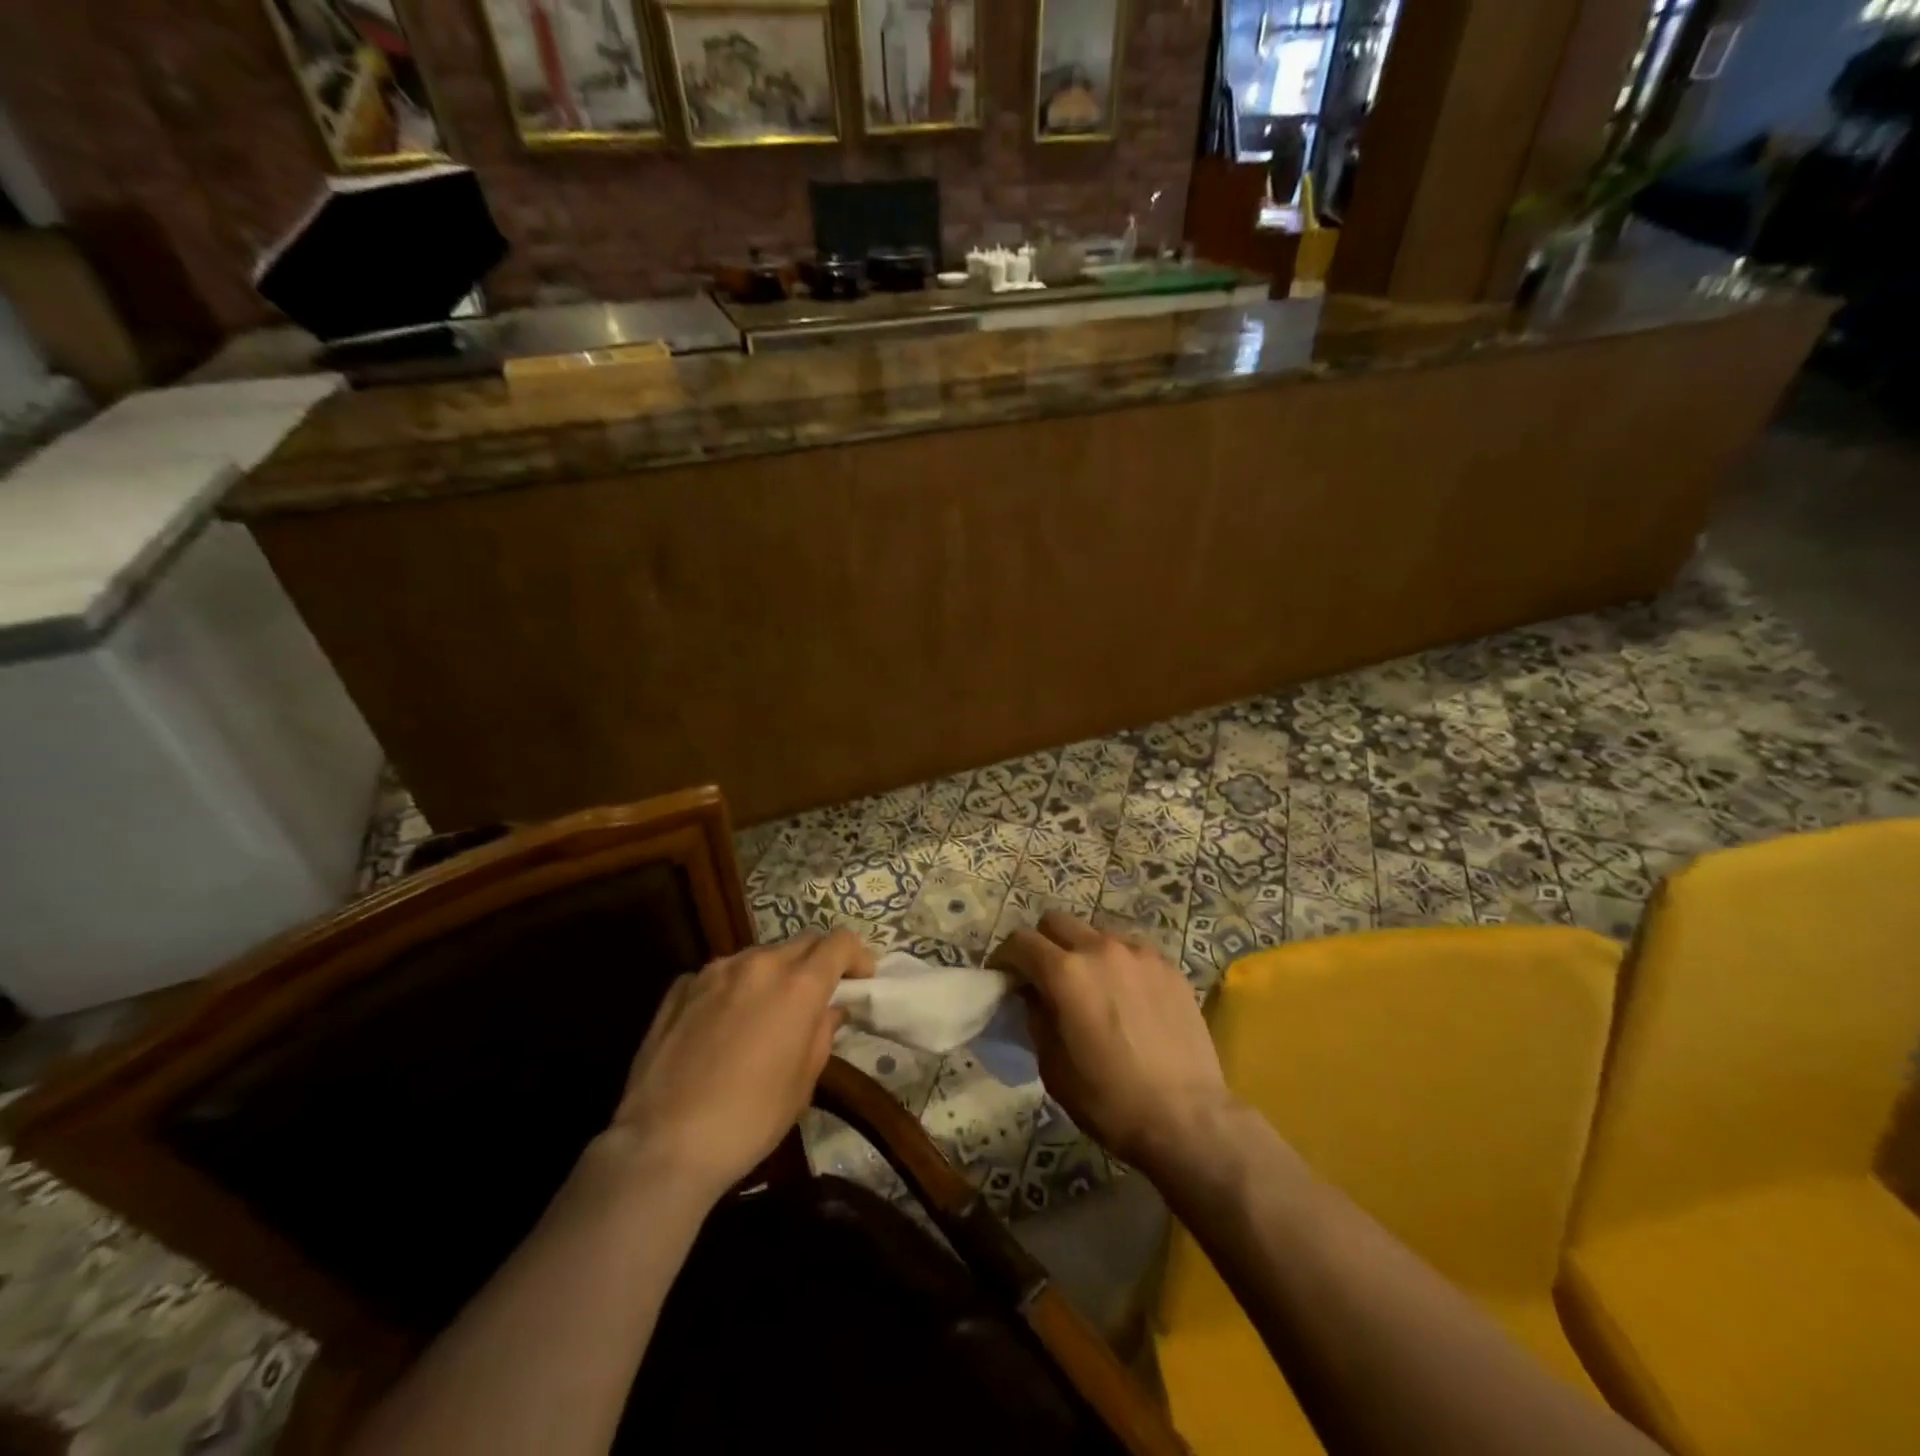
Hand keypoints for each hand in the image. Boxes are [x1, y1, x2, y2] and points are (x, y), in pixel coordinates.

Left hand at [607, 931, 873, 1203]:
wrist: (662, 1144)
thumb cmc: (749, 1120)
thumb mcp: (803, 1083)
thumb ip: (821, 1034)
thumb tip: (828, 1011)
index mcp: (798, 985)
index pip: (840, 943)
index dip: (858, 956)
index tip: (861, 980)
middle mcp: (758, 964)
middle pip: (802, 942)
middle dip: (818, 962)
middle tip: (819, 997)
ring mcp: (714, 971)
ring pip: (759, 956)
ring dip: (775, 973)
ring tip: (769, 1012)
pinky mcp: (680, 987)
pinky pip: (721, 974)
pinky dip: (735, 988)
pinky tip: (725, 1024)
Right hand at [990, 911, 1231, 1174]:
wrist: (1187, 1118)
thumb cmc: (1109, 1100)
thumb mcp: (1053, 1066)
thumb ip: (1037, 1017)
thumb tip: (1033, 994)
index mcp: (1065, 972)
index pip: (1021, 941)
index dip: (1005, 957)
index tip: (1003, 978)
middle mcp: (1100, 948)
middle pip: (1056, 921)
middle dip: (1042, 943)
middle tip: (1043, 977)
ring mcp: (1139, 953)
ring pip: (1096, 932)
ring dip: (1082, 951)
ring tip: (1090, 986)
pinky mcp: (1168, 966)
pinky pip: (1130, 950)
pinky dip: (1116, 963)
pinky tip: (1126, 996)